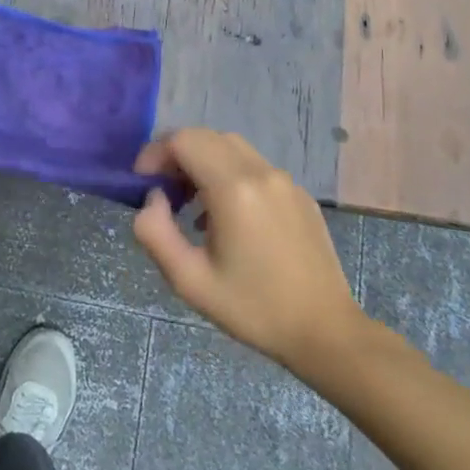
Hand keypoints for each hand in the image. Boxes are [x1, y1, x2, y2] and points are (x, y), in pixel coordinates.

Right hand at [132, 130, 365, 371]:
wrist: (326, 332)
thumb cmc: (253, 308)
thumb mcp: (189, 280)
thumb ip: (155, 232)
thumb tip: (152, 199)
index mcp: (233, 189)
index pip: (184, 140)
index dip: (155, 153)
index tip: (143, 183)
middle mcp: (261, 173)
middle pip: (207, 137)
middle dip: (176, 155)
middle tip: (162, 191)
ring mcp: (285, 181)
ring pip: (232, 148)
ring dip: (202, 162)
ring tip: (190, 203)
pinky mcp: (300, 195)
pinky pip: (254, 167)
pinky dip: (228, 174)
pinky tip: (226, 216)